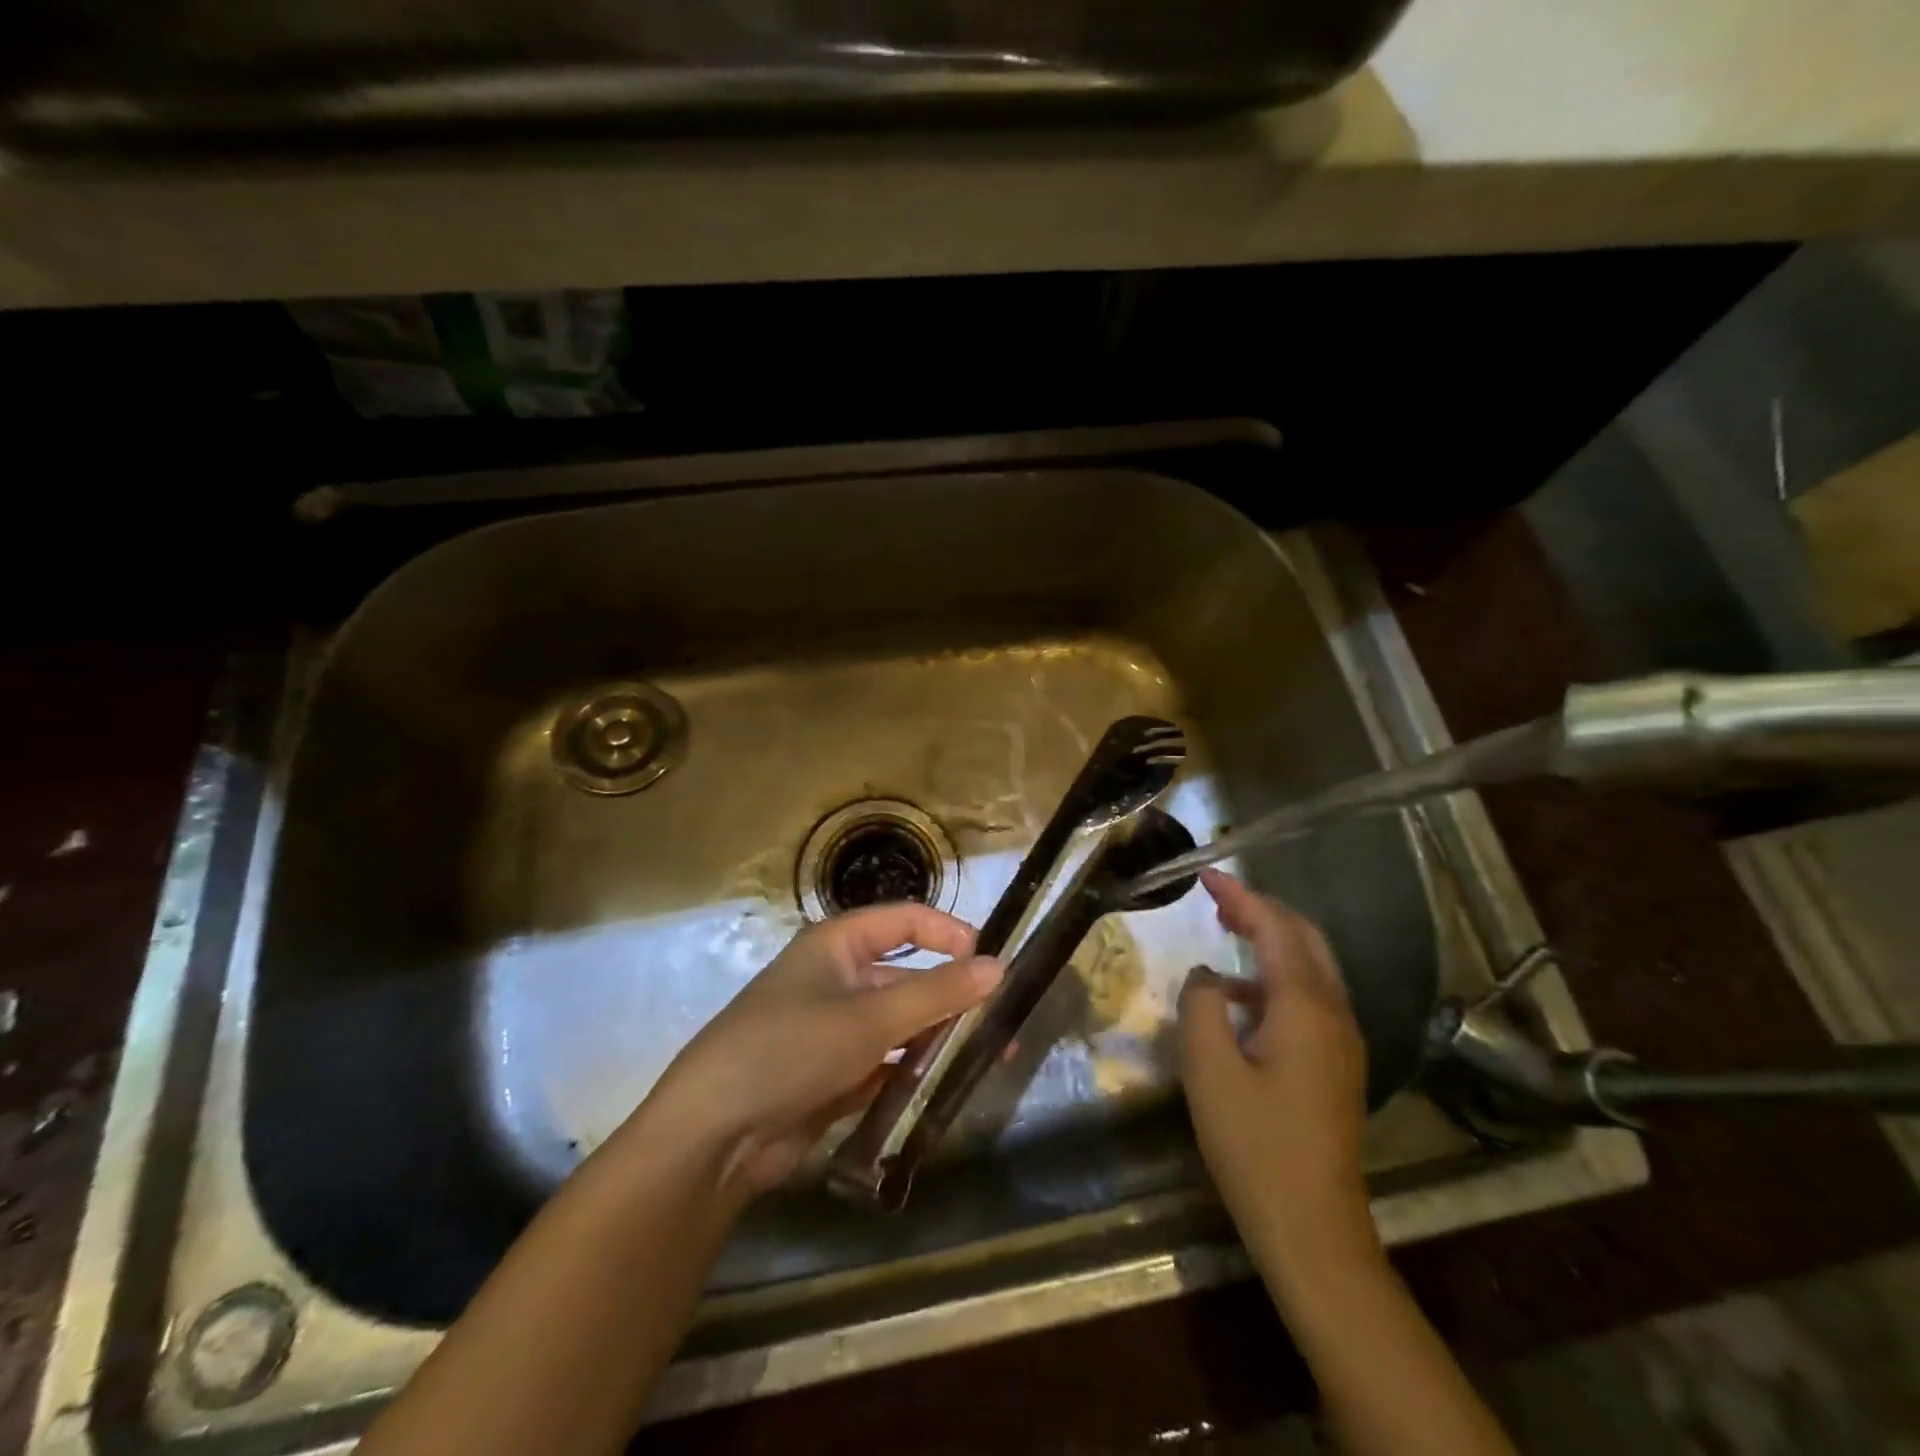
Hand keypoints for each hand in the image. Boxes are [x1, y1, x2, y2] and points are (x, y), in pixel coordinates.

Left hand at [642, 903, 1002, 1201]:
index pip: (904, 921)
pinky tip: (946, 1087)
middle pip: (907, 976)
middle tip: (1002, 1023)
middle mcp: (836, 979)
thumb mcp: (869, 1019)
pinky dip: (912, 1072)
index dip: (948, 933)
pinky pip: (884, 1063)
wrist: (713, 1137)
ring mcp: (834, 1029)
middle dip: (952, 997)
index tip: (991, 960)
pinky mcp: (832, 1074)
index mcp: (837, 945)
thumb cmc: (790, 1050)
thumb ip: (936, 994)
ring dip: (938, 1038)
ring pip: (899, 1023)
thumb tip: (999, 967)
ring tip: (988, 1057)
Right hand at [1178, 869, 1374, 1271]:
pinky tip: (1241, 998)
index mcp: (1306, 1007)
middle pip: (1305, 939)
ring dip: (1272, 940)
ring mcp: (1343, 1041)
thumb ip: (1201, 1004)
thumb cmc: (1254, 1144)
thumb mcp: (1208, 1068)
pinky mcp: (1338, 1065)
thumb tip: (1209, 977)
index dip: (1241, 896)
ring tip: (1228, 931)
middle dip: (1262, 910)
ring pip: (1311, 967)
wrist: (1313, 1229)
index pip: (1276, 929)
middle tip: (1217, 897)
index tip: (1206, 875)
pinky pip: (1310, 997)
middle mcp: (1335, 1013)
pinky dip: (1277, 976)